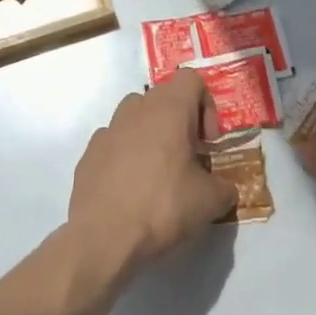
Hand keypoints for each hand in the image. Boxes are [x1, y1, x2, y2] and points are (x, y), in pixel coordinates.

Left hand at [67, 68, 237, 276]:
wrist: (103, 235)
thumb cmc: (162, 206)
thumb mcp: (209, 202)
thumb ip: (224, 188)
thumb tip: (226, 189)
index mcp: (168, 109)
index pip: (191, 79)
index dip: (206, 105)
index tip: (207, 143)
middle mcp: (136, 108)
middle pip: (163, 97)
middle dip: (180, 122)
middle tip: (188, 159)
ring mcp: (109, 128)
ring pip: (136, 116)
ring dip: (151, 135)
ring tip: (159, 173)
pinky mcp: (89, 152)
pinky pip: (115, 142)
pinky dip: (126, 155)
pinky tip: (130, 189)